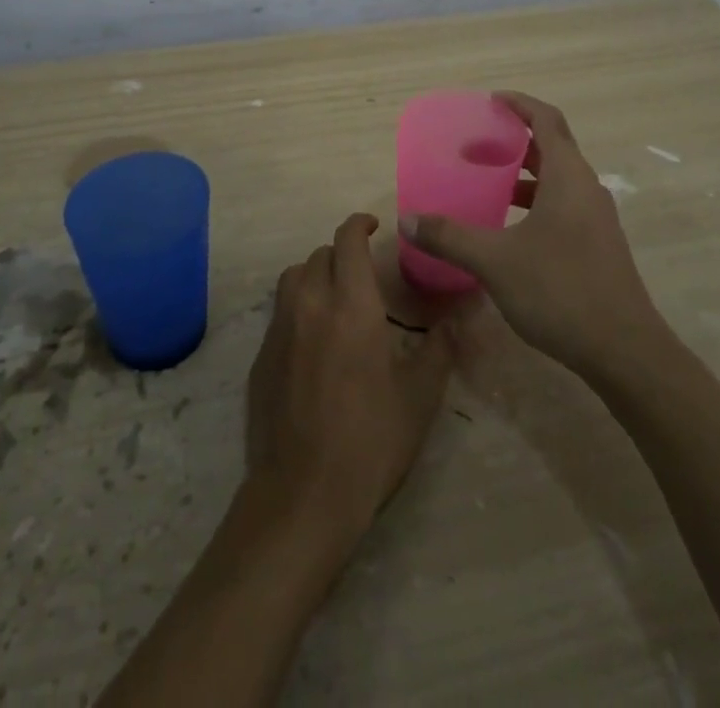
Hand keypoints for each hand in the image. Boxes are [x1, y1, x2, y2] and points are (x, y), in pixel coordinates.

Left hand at [245, 214, 454, 554]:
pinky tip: (313, 340)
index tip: (373, 225)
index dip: (358, 224)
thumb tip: (458, 317)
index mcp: (351, 305)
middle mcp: (310, 304)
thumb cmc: (371, 441)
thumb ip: (439, 349)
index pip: (347, 240)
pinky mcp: (261, 356)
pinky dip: (297, 307)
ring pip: (293, 277)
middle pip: (319, 255)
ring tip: (334, 297)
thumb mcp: (419, 396)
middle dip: (341, 253)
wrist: (304, 494)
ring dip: (315, 274)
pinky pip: (279, 312)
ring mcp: (280, 329)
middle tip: (362, 273)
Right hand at [401, 91, 663, 379]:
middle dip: (514, 140)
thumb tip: (407, 219)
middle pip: (552, 147)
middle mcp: (586, 188)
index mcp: (568, 177)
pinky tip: (509, 229)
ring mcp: (596, 219)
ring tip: (487, 184)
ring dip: (524, 175)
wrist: (625, 351)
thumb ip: (450, 237)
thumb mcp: (495, 261)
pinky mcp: (597, 245)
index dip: (520, 104)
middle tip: (476, 145)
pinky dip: (535, 202)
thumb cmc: (561, 291)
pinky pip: (563, 205)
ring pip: (557, 180)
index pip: (547, 120)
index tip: (491, 100)